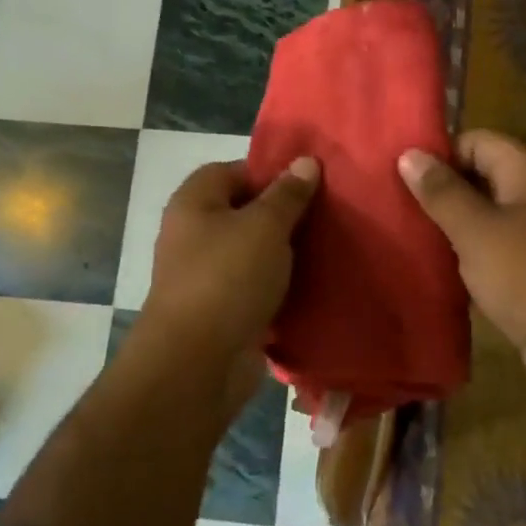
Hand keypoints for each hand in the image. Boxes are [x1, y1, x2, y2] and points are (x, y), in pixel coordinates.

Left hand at [137, 157, 319, 390]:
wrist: (197, 364)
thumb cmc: (227, 278)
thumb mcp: (265, 226)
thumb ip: (288, 194)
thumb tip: (306, 162)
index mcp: (195, 204)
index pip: (233, 171)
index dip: (270, 173)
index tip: (309, 184)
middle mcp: (195, 235)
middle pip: (245, 213)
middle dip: (285, 216)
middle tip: (328, 216)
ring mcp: (207, 276)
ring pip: (255, 253)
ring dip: (287, 255)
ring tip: (331, 248)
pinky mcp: (223, 312)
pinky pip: (258, 289)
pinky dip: (282, 288)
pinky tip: (316, 286)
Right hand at [398, 132, 525, 405]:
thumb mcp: (474, 229)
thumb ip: (440, 191)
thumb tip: (408, 154)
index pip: (474, 141)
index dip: (438, 156)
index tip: (399, 178)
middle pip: (479, 174)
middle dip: (441, 190)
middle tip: (396, 207)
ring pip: (484, 212)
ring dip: (451, 223)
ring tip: (407, 234)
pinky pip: (494, 242)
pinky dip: (468, 250)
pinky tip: (436, 264)